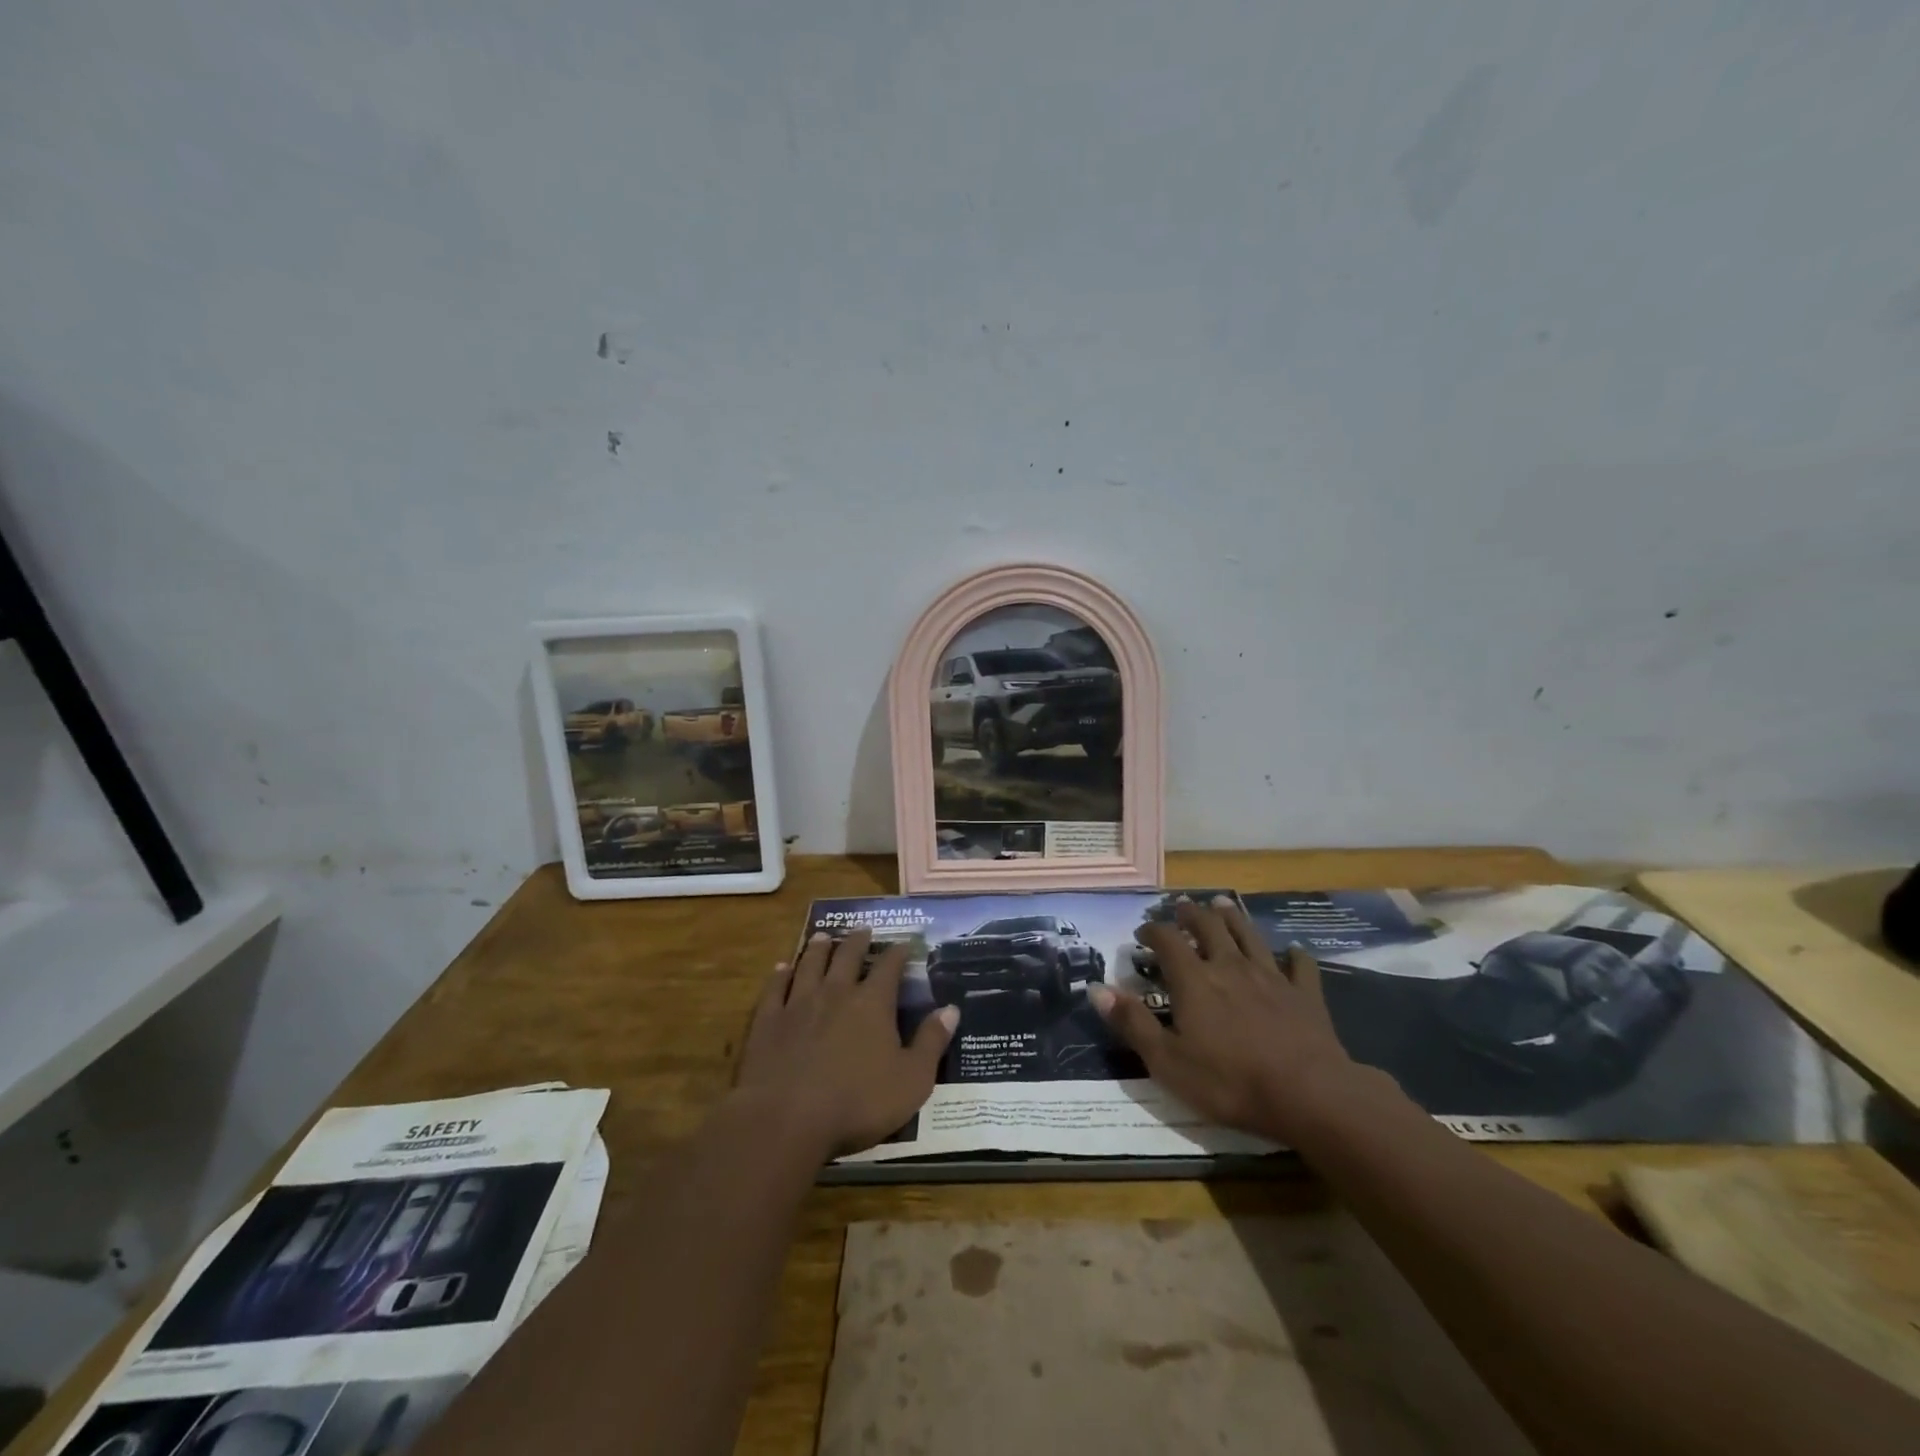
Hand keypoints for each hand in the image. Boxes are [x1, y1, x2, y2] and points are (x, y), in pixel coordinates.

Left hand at [734, 928, 957, 1160]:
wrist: (785, 1119)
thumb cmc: (857, 1103)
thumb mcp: (912, 1080)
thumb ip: (932, 1042)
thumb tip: (951, 1008)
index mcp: (873, 1003)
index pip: (889, 967)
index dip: (898, 953)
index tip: (904, 942)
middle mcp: (836, 993)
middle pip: (848, 957)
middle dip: (858, 941)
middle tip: (863, 929)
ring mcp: (798, 1004)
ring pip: (810, 964)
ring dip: (819, 948)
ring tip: (824, 936)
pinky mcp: (768, 1021)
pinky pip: (775, 988)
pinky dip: (780, 975)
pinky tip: (782, 967)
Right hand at [1089, 896, 1355, 1142]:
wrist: (1309, 1094)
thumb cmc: (1229, 1082)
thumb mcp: (1167, 1062)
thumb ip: (1132, 1023)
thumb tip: (1096, 989)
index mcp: (1194, 980)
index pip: (1167, 940)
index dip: (1152, 930)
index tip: (1142, 932)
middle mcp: (1230, 967)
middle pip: (1209, 926)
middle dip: (1192, 913)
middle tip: (1181, 907)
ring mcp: (1271, 977)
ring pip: (1249, 935)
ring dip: (1233, 917)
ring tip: (1222, 904)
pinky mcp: (1305, 994)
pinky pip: (1300, 965)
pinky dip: (1293, 955)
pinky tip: (1292, 951)